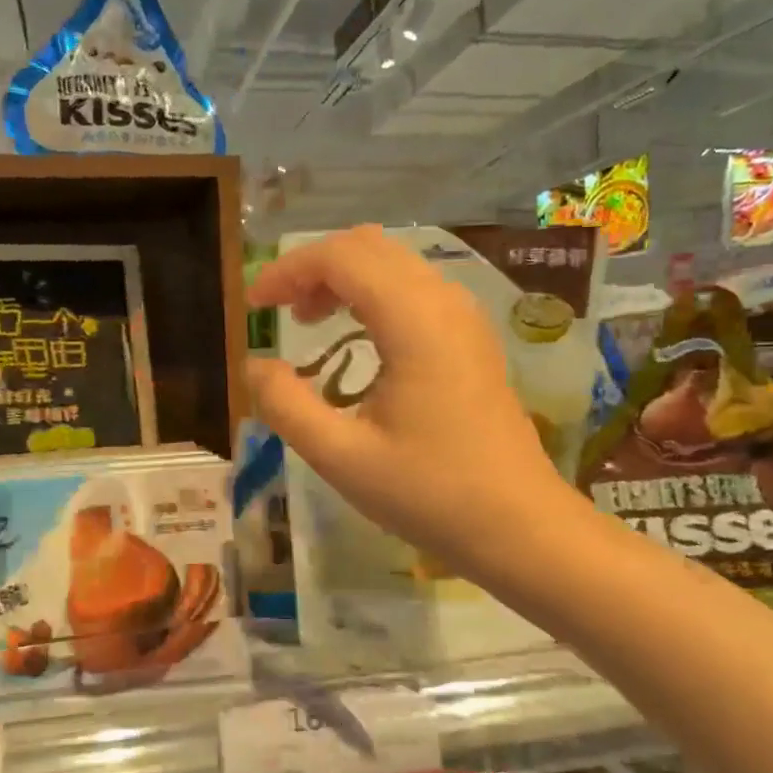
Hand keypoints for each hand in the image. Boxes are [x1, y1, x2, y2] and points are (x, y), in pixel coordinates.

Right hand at [245, 226, 571, 572]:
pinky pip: (414, 289)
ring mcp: (464, 317)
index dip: (287, 270)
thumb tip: (254, 366)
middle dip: (313, 267)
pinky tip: (355, 337)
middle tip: (277, 311)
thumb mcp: (341, 457)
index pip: (341, 257)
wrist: (519, 526)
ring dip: (343, 278)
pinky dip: (372, 294)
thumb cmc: (429, 493)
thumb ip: (286, 406)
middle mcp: (444, 302)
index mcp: (415, 321)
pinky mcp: (471, 338)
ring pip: (394, 263)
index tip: (253, 307)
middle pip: (368, 246)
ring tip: (307, 322)